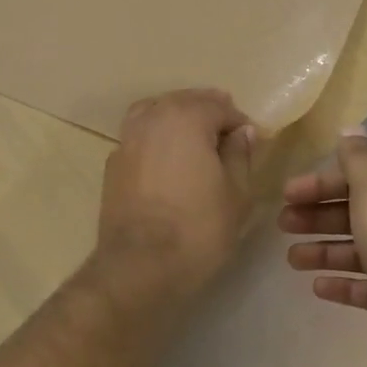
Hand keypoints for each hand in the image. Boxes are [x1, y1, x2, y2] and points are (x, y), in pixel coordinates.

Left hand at [95, 89, 255, 296]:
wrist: (139, 265)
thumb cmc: (198, 228)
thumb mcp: (236, 193)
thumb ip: (240, 155)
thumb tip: (242, 132)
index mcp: (186, 117)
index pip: (220, 106)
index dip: (240, 123)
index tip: (253, 142)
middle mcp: (153, 117)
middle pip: (185, 102)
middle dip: (209, 114)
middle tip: (228, 140)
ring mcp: (127, 138)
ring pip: (157, 113)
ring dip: (179, 121)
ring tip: (196, 144)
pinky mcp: (113, 162)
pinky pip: (140, 136)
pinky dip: (156, 139)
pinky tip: (167, 161)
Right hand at [280, 128, 366, 366]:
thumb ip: (359, 160)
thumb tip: (351, 128)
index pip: (355, 179)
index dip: (319, 184)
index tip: (286, 194)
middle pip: (354, 213)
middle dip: (317, 217)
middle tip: (282, 225)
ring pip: (357, 250)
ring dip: (323, 251)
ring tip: (292, 260)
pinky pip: (366, 286)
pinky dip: (342, 283)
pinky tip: (317, 287)